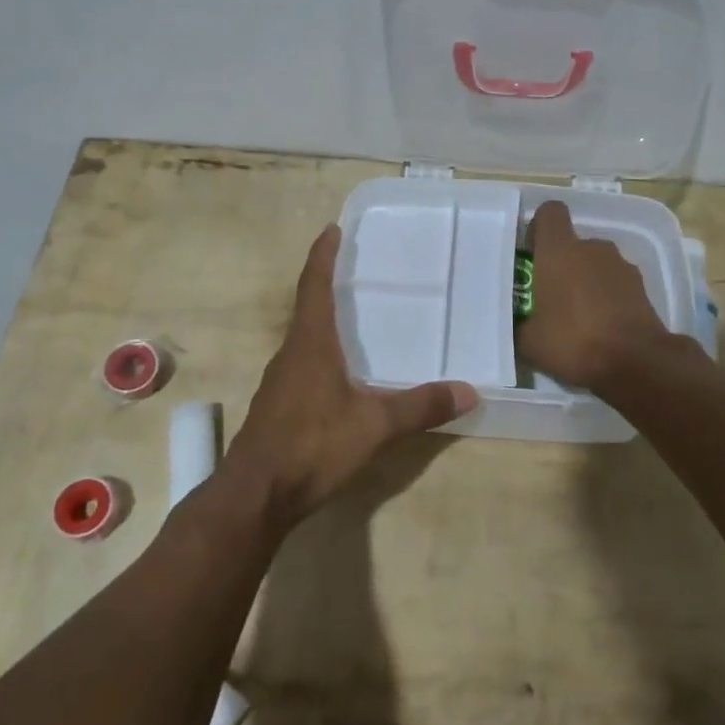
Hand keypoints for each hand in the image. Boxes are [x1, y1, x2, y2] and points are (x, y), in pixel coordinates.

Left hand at [230, 225, 477, 526]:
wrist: (256, 495)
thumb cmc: (313, 446)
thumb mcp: (375, 426)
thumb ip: (421, 407)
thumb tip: (469, 391)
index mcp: (310, 344)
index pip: (314, 286)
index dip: (322, 255)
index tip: (331, 229)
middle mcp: (291, 354)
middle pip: (308, 308)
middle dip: (327, 285)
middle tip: (356, 270)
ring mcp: (280, 382)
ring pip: (304, 339)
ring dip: (324, 321)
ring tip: (353, 318)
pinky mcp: (277, 406)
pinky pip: (302, 365)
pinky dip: (321, 354)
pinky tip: (340, 374)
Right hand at [515, 201, 668, 390]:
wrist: (635, 362)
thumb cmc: (573, 341)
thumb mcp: (528, 341)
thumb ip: (519, 322)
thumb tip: (518, 321)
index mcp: (559, 251)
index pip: (550, 212)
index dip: (539, 228)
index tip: (532, 254)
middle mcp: (592, 248)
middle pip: (573, 243)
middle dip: (561, 264)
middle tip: (550, 297)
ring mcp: (621, 265)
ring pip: (595, 264)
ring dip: (585, 281)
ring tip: (578, 317)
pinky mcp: (641, 286)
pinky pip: (614, 283)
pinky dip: (607, 297)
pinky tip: (601, 327)